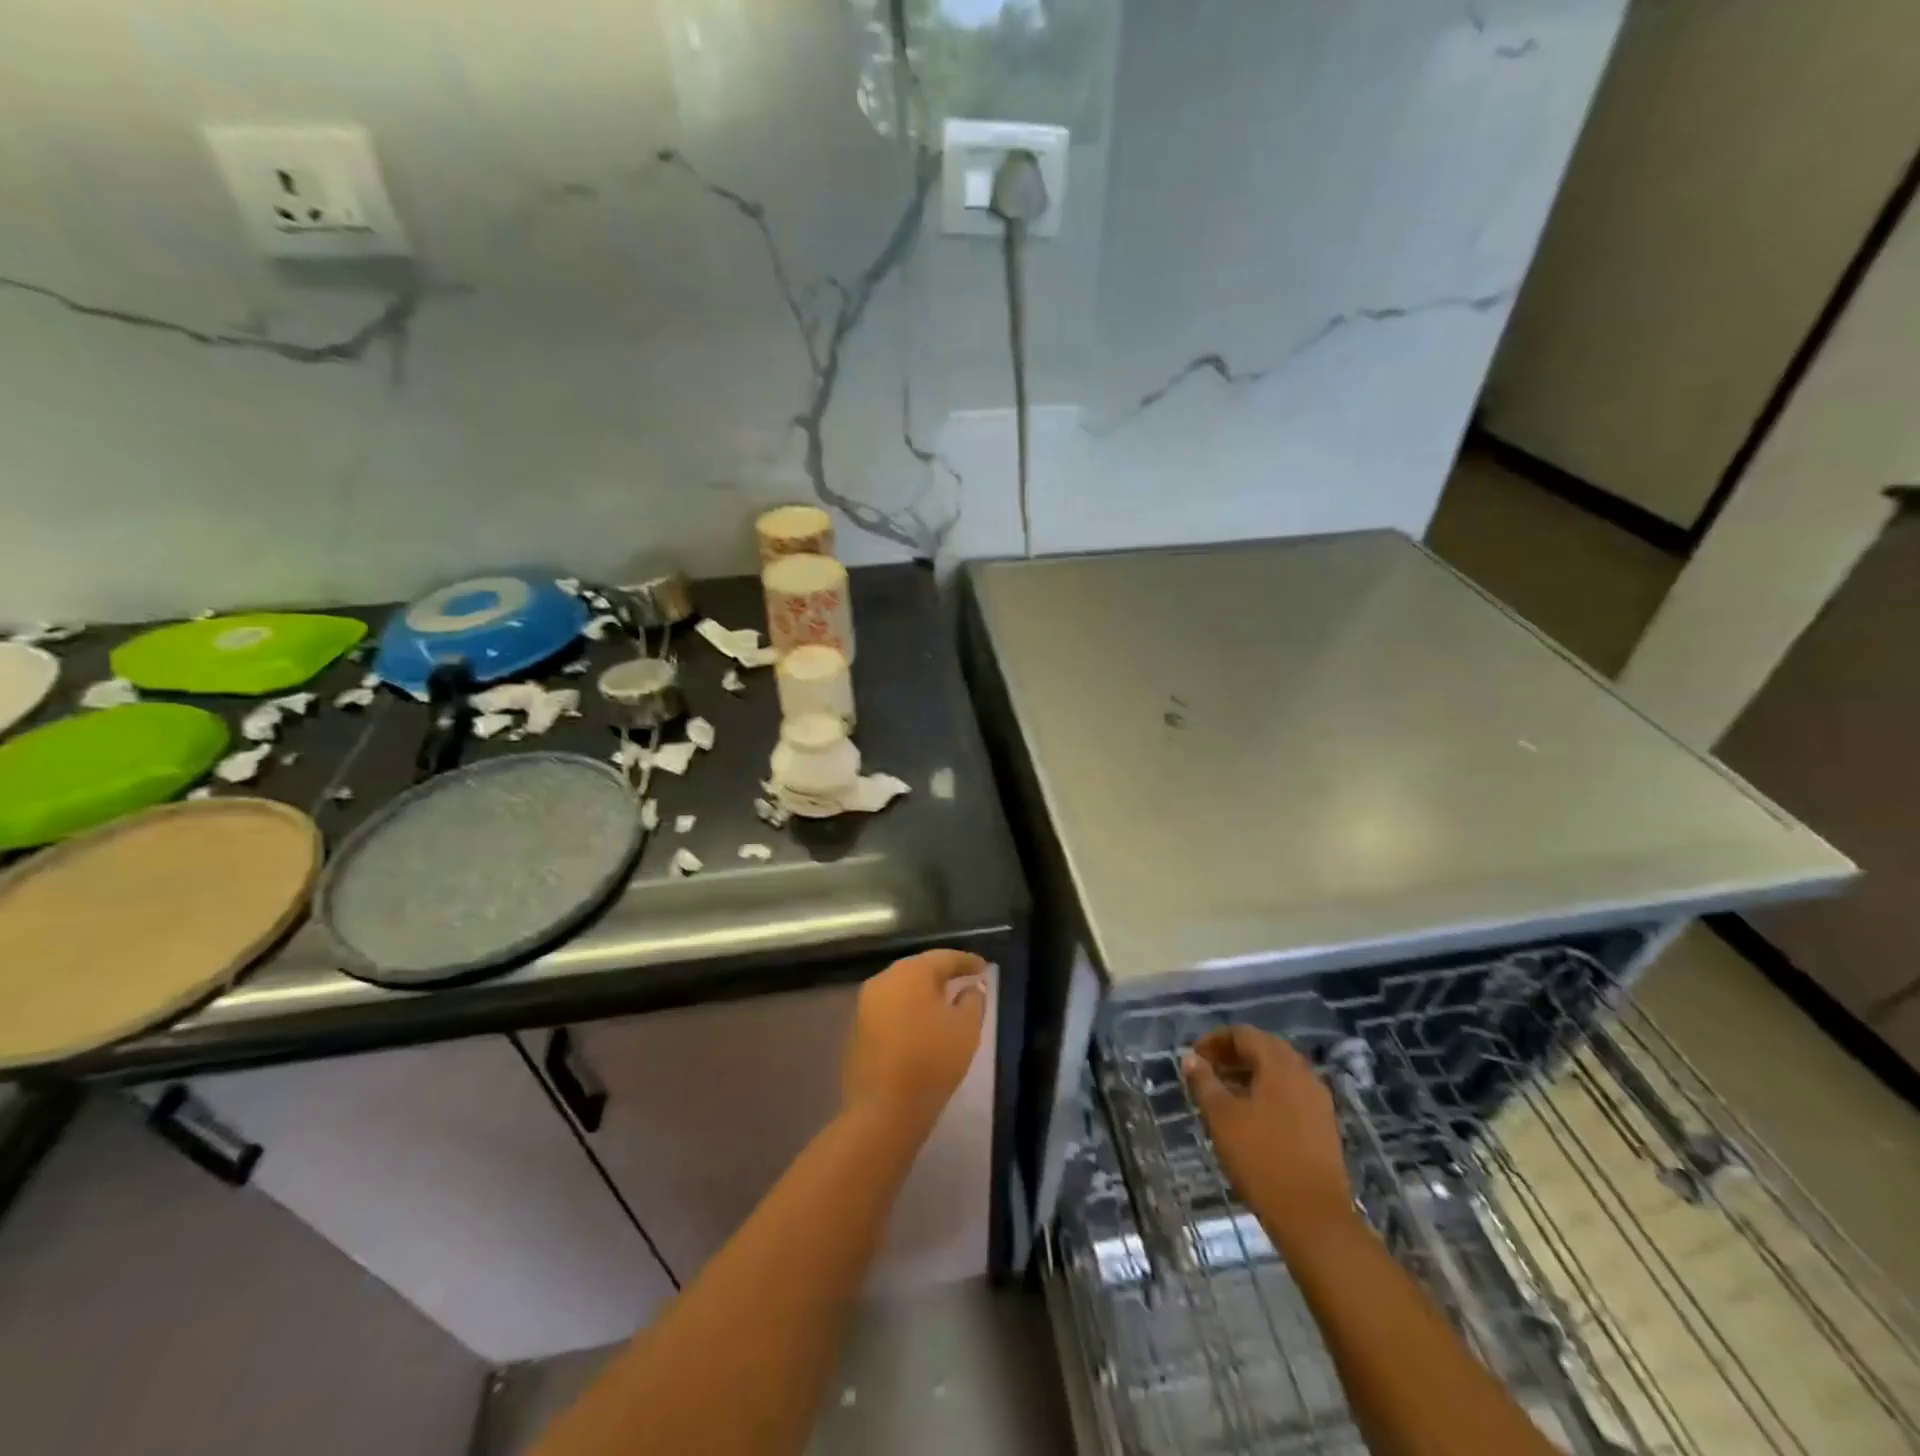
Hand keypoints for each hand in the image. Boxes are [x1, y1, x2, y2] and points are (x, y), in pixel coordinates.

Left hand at [842, 950, 988, 1134]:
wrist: (884, 1109)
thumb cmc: (932, 1062)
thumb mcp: (966, 1029)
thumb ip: (973, 1000)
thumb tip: (971, 987)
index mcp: (911, 972)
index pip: (944, 957)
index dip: (967, 961)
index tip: (985, 967)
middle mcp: (884, 979)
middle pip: (919, 968)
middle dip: (943, 973)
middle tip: (965, 980)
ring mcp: (865, 1003)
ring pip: (902, 988)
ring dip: (923, 992)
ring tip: (945, 1002)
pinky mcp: (857, 1027)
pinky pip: (889, 1007)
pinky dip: (907, 1010)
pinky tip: (920, 1024)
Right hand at [1184, 1026, 1354, 1243]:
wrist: (1314, 1218)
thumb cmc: (1262, 1159)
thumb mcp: (1222, 1117)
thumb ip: (1204, 1082)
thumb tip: (1191, 1058)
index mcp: (1280, 1065)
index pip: (1244, 1034)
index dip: (1215, 1040)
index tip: (1194, 1057)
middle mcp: (1303, 1074)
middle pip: (1265, 1049)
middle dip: (1233, 1054)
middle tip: (1207, 1070)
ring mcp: (1318, 1101)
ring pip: (1279, 1073)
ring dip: (1250, 1074)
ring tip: (1223, 1093)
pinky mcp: (1323, 1126)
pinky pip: (1290, 1093)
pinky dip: (1267, 1092)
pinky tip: (1250, 1116)